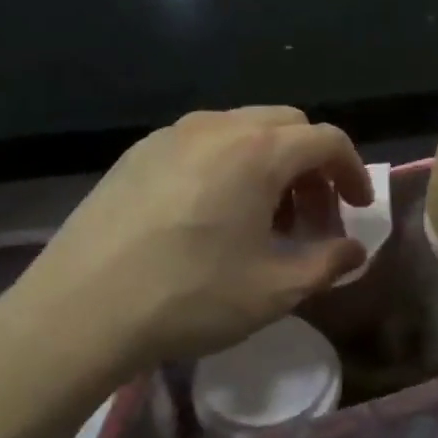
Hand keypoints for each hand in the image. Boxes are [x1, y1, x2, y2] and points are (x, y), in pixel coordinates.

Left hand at [0, 108, 372, 419]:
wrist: (80, 312)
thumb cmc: (191, 298)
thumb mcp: (276, 290)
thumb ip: (328, 263)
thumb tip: (354, 251)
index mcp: (257, 151)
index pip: (326, 140)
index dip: (353, 171)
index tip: (357, 208)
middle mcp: (216, 127)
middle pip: (286, 126)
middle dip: (312, 166)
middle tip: (313, 217)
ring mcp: (170, 136)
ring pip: (242, 131)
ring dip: (271, 166)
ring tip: (266, 219)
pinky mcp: (136, 155)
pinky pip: (202, 145)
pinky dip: (230, 167)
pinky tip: (216, 216)